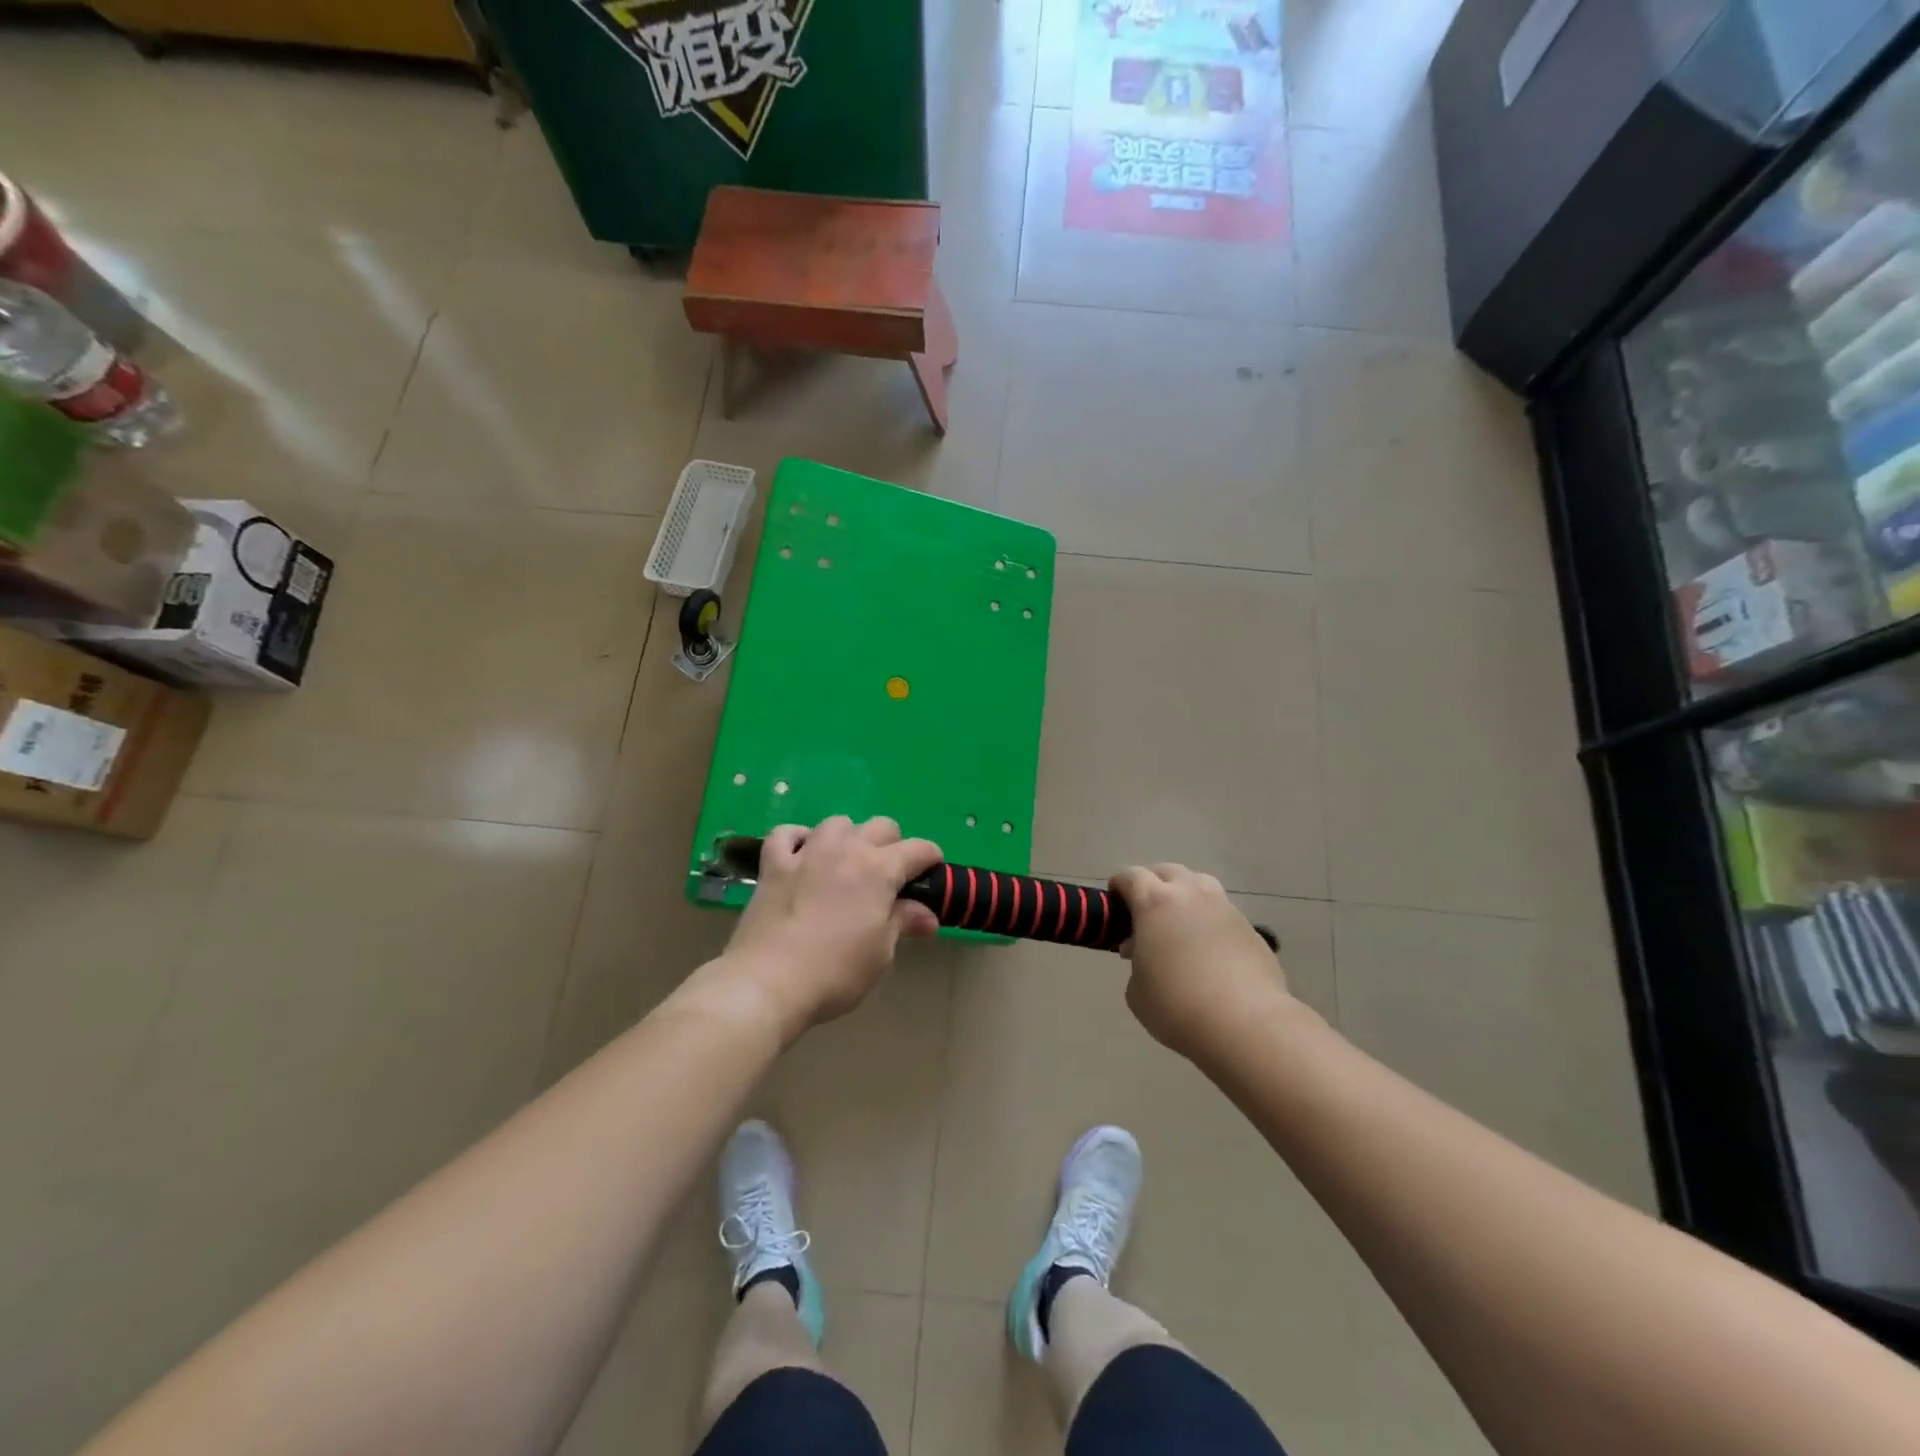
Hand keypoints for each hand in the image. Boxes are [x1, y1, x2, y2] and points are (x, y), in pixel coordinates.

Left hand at [723, 816, 942, 1040]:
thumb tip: (927, 916)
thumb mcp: (881, 953)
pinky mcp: (773, 864)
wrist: (768, 982)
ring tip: (846, 864)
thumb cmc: (835, 971)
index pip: (918, 849)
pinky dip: (799, 839)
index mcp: (879, 869)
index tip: (932, 876)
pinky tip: (802, 855)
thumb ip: (902, 922)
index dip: (931, 860)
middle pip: (881, 826)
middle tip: (889, 877)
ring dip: (849, 838)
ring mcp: (807, 853)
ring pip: (837, 823)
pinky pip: (787, 834)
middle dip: (893, 845)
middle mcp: (846, 849)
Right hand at [1111, 863, 1297, 1062]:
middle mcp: (1190, 895)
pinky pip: (1223, 913)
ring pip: (1201, 884)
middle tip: (1146, 912)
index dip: (1119, 885)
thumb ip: (1137, 962)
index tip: (1115, 902)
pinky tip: (1209, 951)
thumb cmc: (1177, 1006)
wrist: (1245, 1024)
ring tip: (1180, 924)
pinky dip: (1210, 921)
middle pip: (1167, 872)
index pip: (1131, 876)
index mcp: (1154, 903)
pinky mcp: (1250, 929)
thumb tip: (1147, 953)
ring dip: (1185, 896)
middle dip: (1153, 884)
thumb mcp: (1137, 990)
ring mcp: (1224, 908)